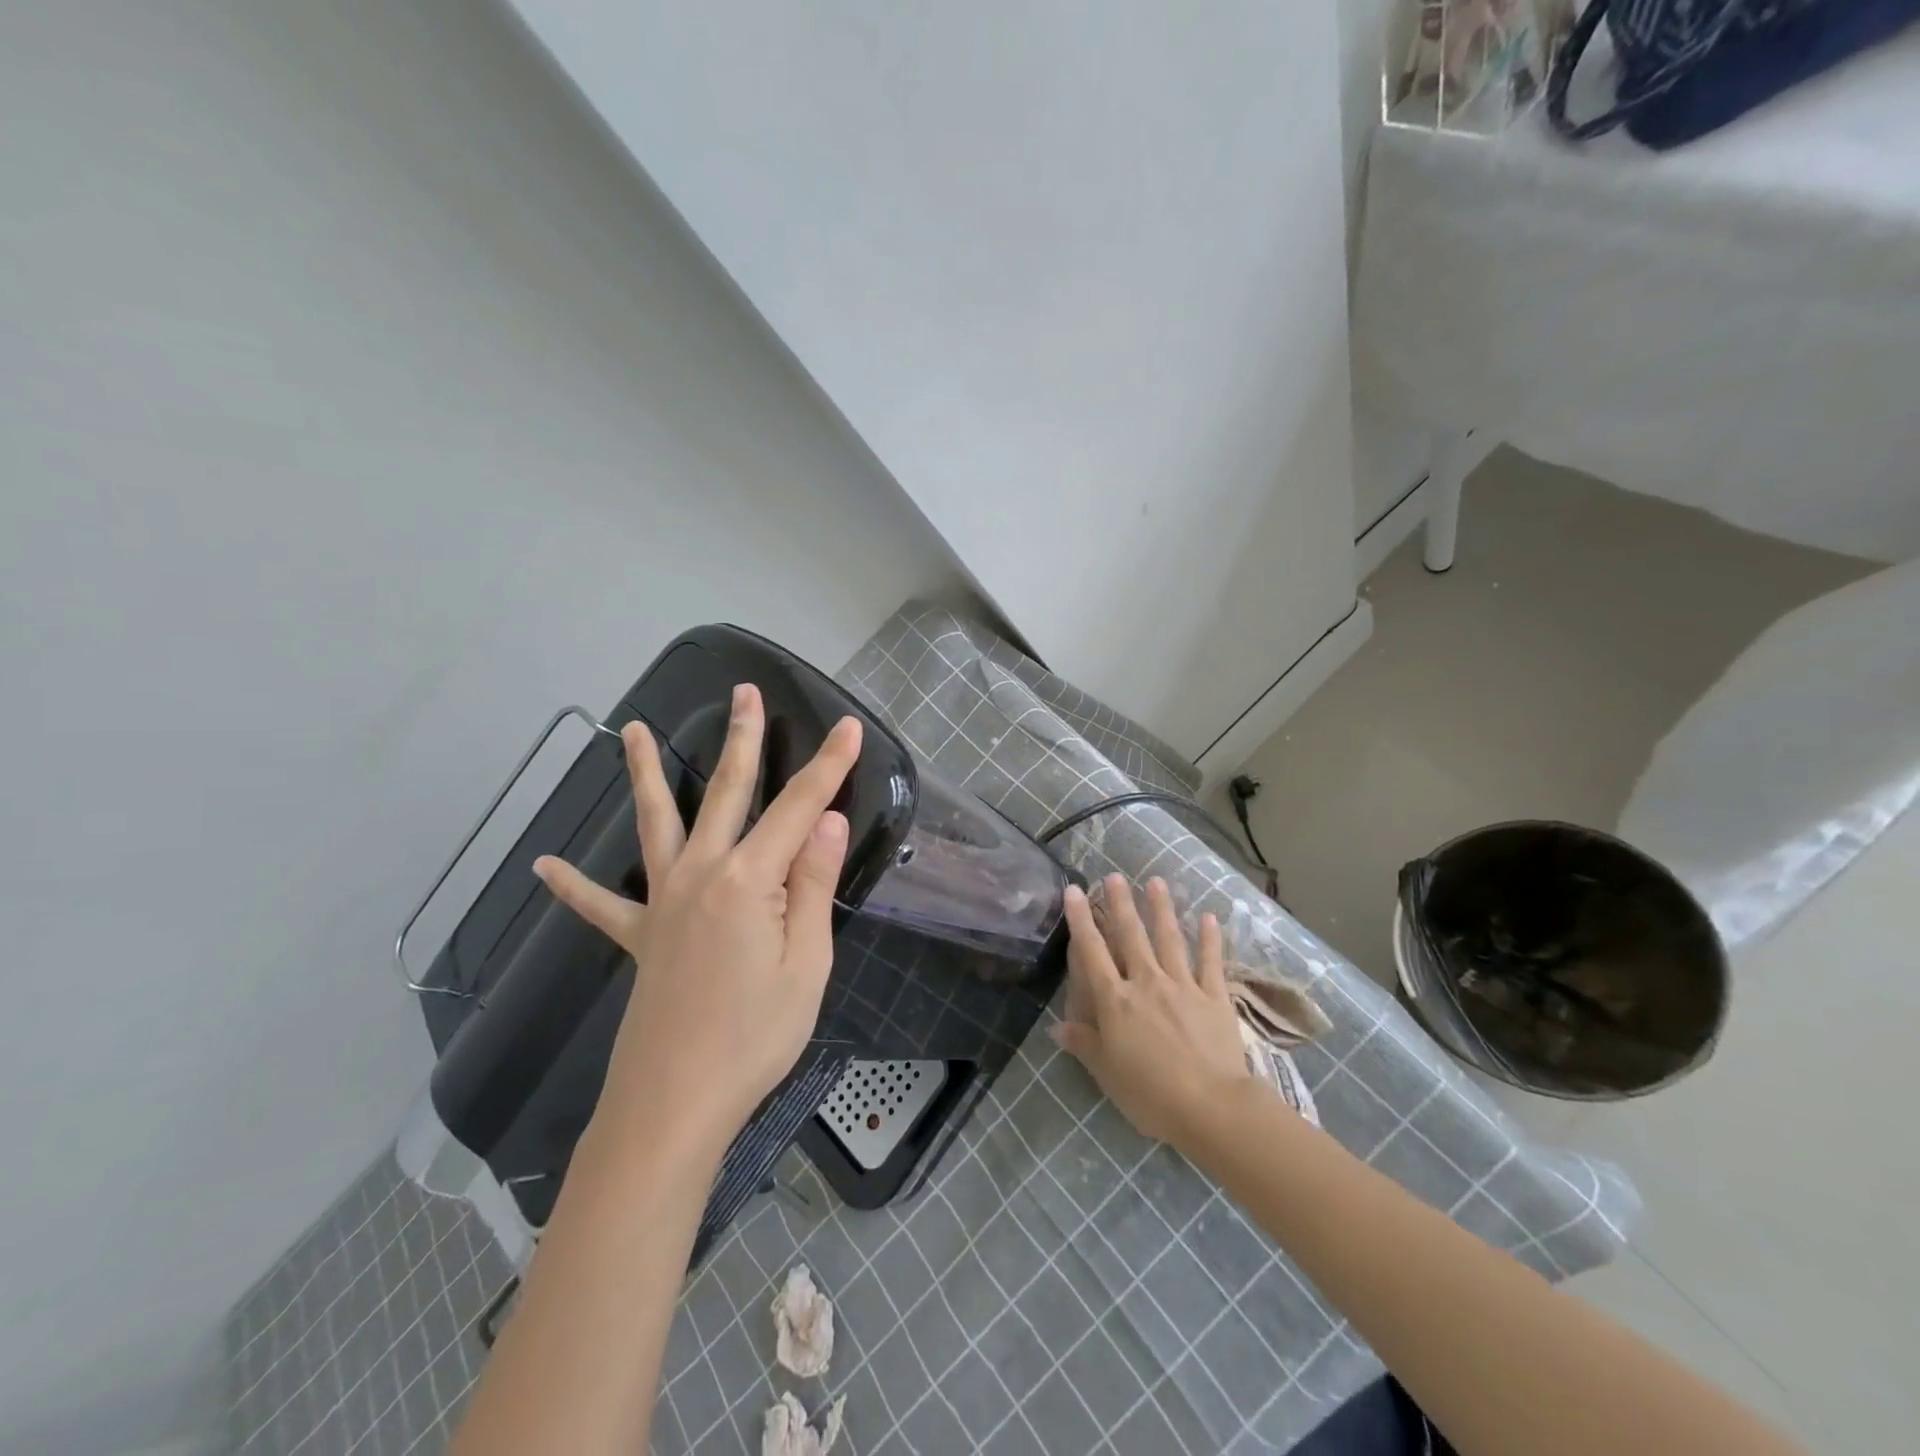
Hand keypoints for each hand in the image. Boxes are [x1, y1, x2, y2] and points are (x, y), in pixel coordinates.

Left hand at [533, 684, 861, 1151]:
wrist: (674, 1104)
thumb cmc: (754, 1036)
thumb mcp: (807, 963)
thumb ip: (812, 885)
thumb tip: (826, 821)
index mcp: (748, 881)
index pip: (799, 808)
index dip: (828, 767)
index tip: (847, 727)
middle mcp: (700, 875)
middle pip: (726, 793)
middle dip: (742, 740)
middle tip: (745, 693)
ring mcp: (663, 903)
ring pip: (656, 824)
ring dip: (647, 774)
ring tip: (634, 732)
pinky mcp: (640, 937)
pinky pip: (602, 905)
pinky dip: (574, 886)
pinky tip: (546, 867)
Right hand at [1051, 874, 1255, 1148]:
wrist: (1211, 1107)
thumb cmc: (1150, 1094)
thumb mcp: (1107, 1073)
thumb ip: (1084, 1044)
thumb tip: (1056, 1027)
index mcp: (1116, 1001)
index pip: (1092, 952)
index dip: (1080, 920)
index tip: (1073, 890)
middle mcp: (1146, 983)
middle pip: (1130, 936)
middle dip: (1120, 903)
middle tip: (1113, 876)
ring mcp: (1183, 986)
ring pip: (1169, 939)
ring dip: (1161, 908)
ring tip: (1156, 881)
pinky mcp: (1215, 997)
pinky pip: (1211, 962)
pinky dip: (1210, 939)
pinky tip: (1208, 916)